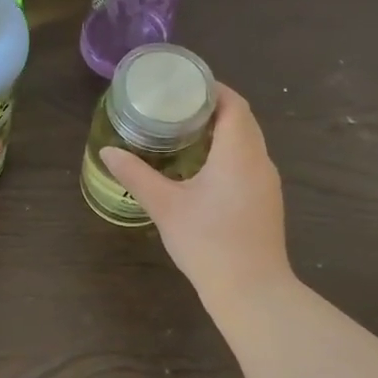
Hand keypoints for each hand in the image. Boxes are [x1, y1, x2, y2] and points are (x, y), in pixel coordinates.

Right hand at [99, 85, 291, 302]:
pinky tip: (203, 169)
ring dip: (222, 133)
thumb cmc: (207, 242)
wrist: (252, 291)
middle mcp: (260, 161)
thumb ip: (136, 175)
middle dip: (212, 109)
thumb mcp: (165, 206)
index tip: (183, 86)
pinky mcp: (267, 202)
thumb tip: (108, 152)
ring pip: (248, 143)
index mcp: (239, 152)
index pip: (233, 104)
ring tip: (185, 134)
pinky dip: (229, 154)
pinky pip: (250, 163)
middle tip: (176, 108)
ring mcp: (268, 183)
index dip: (211, 90)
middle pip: (242, 120)